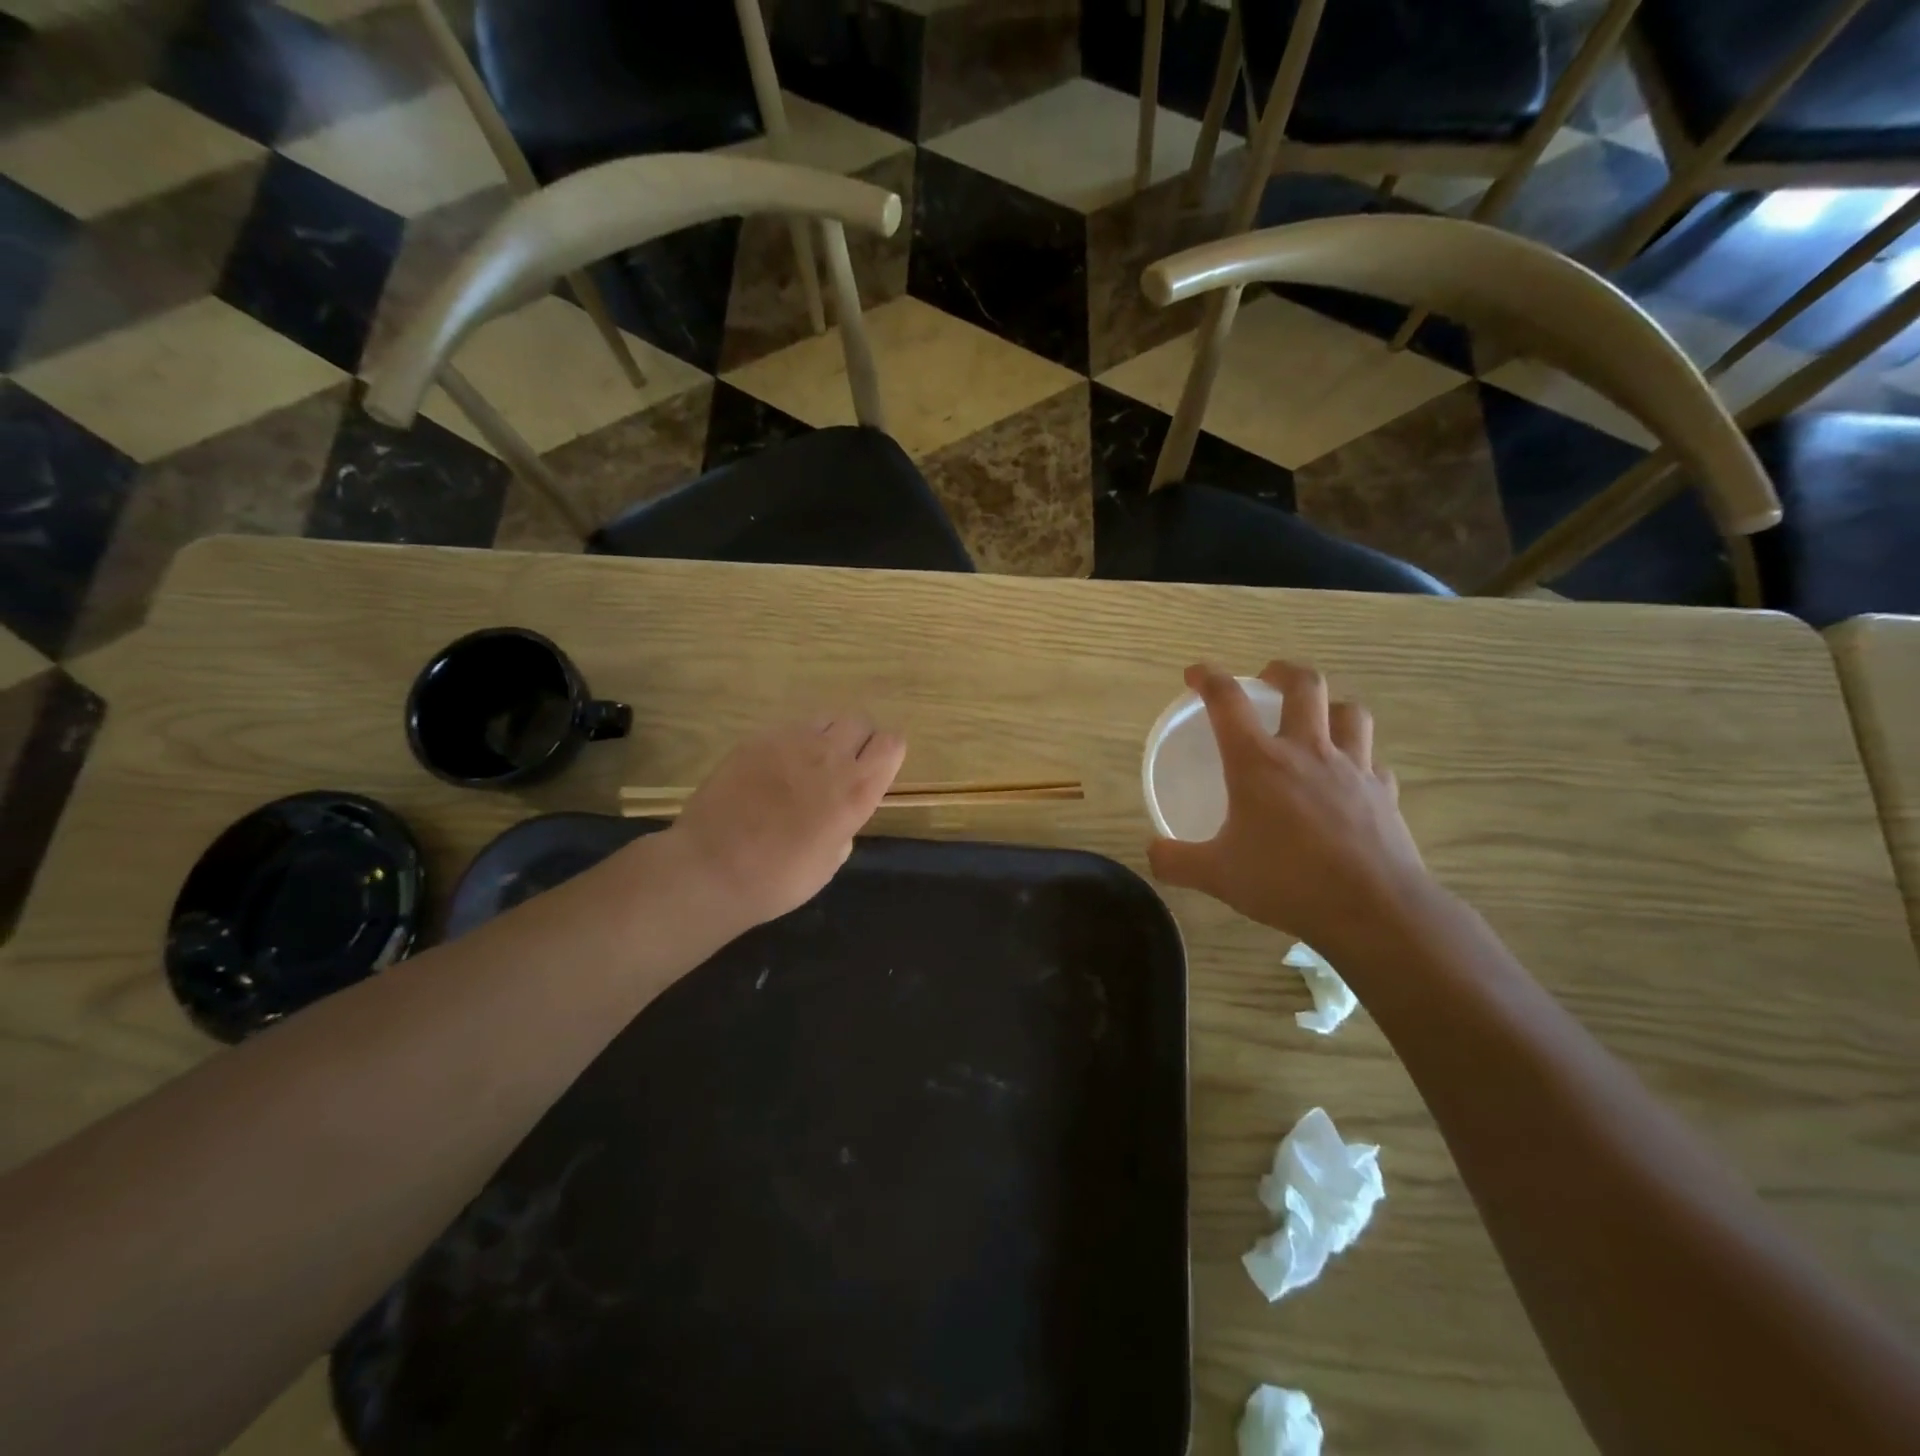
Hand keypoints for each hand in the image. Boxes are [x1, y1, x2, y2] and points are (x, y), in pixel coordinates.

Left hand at [665, 713, 906, 930]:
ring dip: (825, 736)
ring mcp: (791, 742)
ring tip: (808, 763)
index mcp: (857, 790)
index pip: (892, 743)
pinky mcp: (757, 739)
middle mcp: (831, 757)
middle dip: (858, 740)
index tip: (875, 771)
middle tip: (841, 766)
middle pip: (860, 722)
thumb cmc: (779, 879)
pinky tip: (773, 769)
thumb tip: (839, 814)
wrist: (712, 869)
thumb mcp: (830, 861)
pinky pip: (787, 728)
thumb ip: (845, 825)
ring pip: (825, 718)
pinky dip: (790, 743)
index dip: (886, 755)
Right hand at [1147, 662, 1432, 952]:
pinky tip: (1350, 776)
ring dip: (1330, 706)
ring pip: (1350, 712)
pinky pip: (1373, 761)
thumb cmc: (1286, 882)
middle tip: (1267, 678)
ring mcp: (1353, 769)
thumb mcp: (1217, 875)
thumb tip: (1152, 852)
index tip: (1195, 673)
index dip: (1208, 678)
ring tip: (1316, 717)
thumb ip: (1177, 861)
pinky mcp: (1383, 793)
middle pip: (1304, 685)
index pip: (1227, 701)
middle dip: (1282, 672)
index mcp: (1258, 762)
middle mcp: (1307, 752)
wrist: (1372, 909)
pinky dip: (1359, 759)